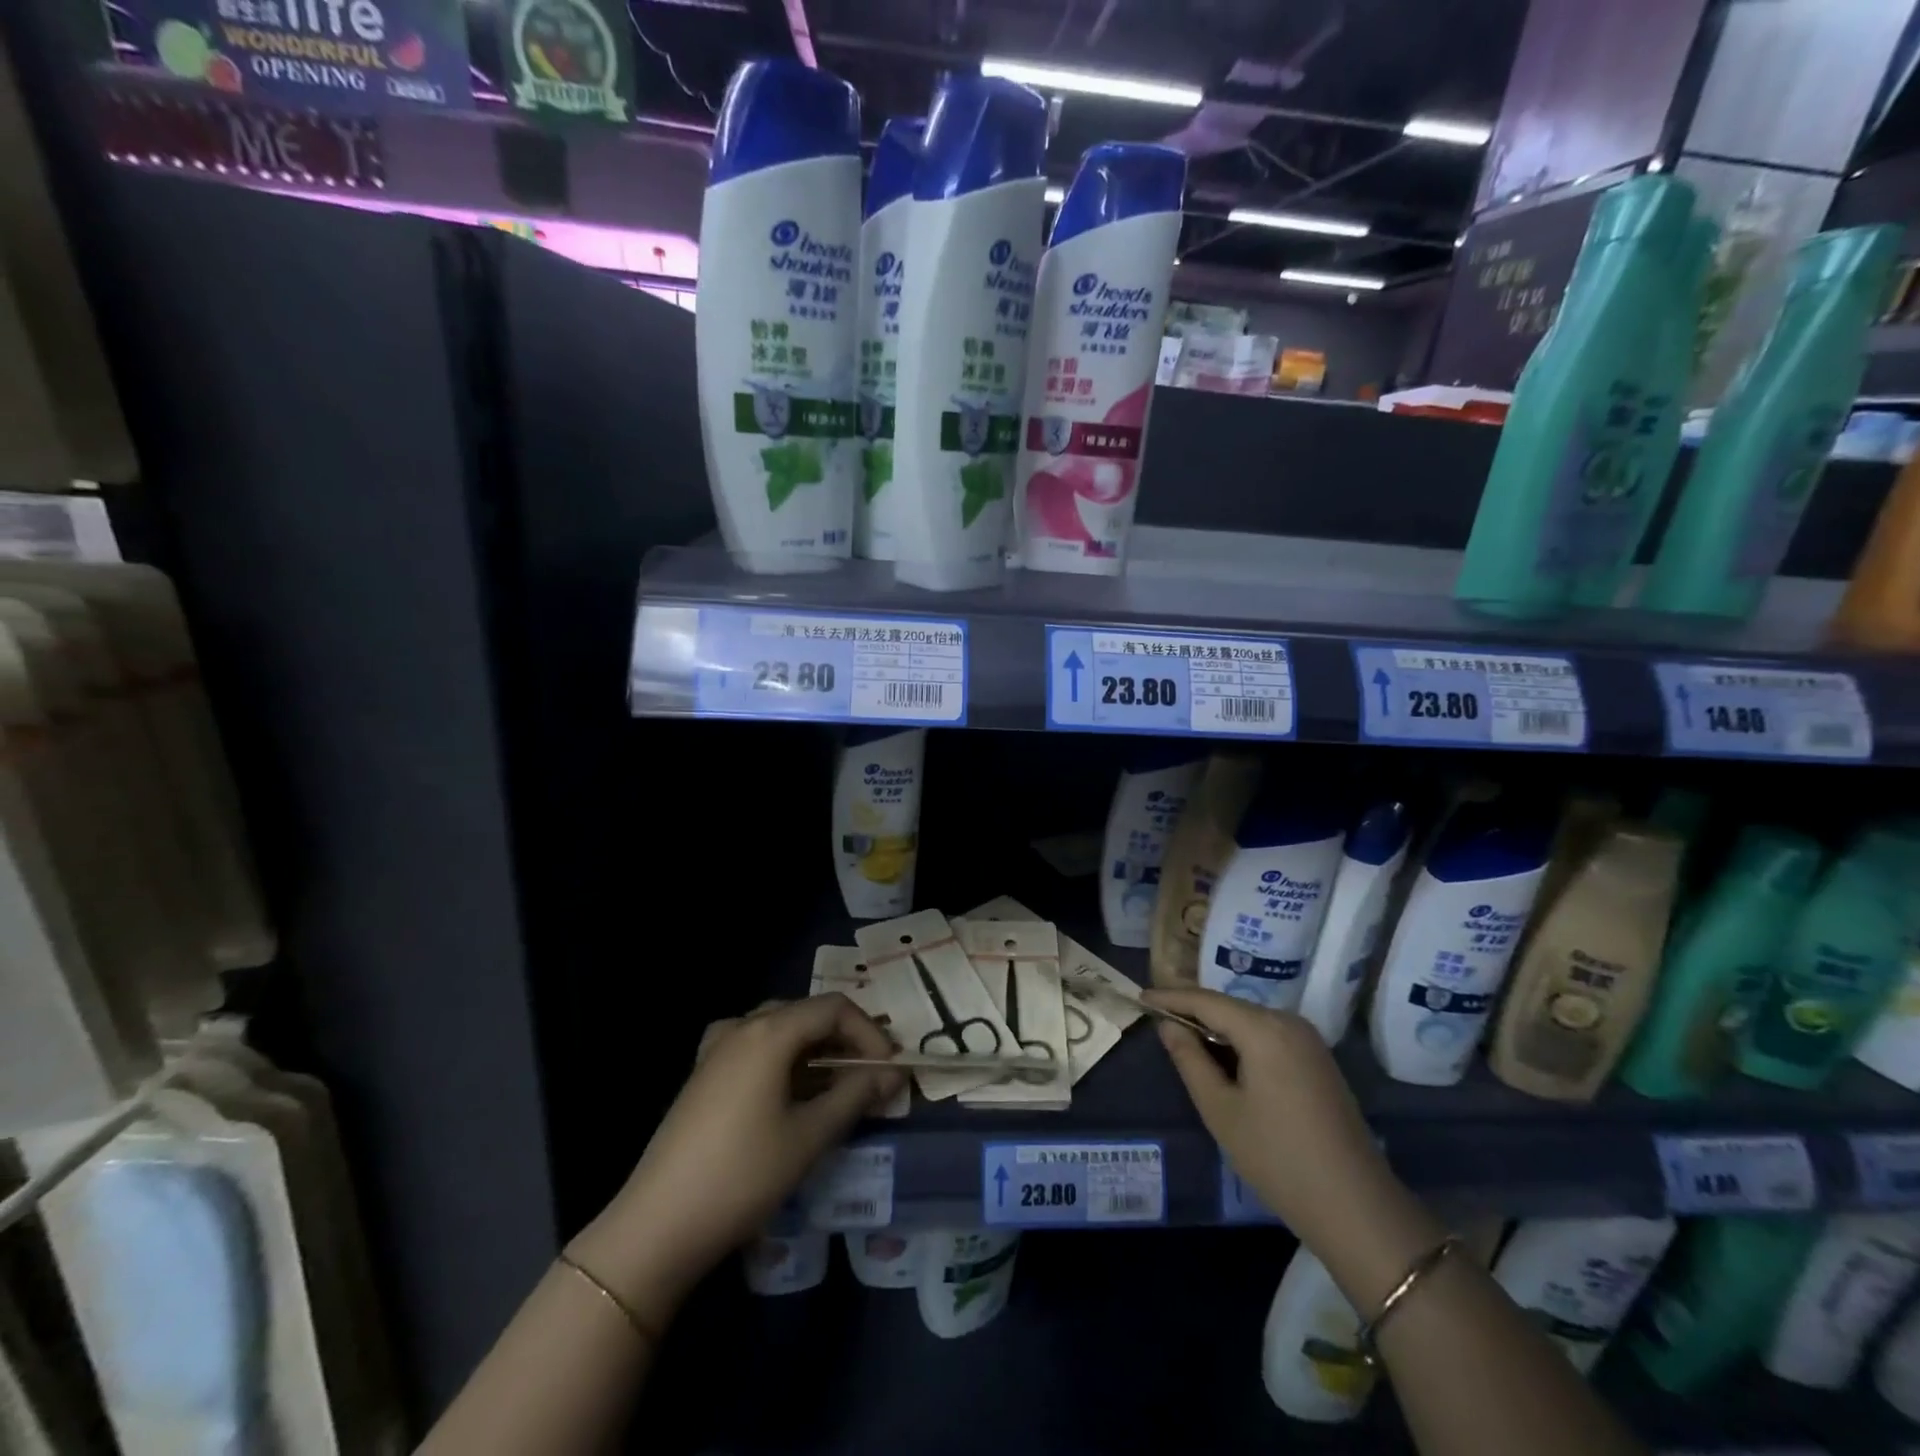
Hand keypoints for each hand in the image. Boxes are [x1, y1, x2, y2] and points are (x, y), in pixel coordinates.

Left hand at [568, 994, 903, 1325]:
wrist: (658, 1225)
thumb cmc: (742, 1175)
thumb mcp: (809, 1136)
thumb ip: (855, 1096)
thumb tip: (891, 1075)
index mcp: (769, 1031)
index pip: (834, 1008)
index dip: (869, 1033)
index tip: (888, 1072)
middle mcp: (742, 1026)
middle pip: (807, 1013)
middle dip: (845, 1041)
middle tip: (869, 1079)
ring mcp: (717, 1048)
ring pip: (780, 1029)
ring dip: (815, 1051)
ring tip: (836, 1087)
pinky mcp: (703, 1074)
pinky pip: (754, 1047)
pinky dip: (783, 1058)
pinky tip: (786, 1090)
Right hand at [1143, 986, 1399, 1251]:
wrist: (1356, 1207)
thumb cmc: (1277, 1158)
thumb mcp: (1220, 1109)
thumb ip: (1190, 1060)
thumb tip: (1168, 1026)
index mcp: (1264, 1029)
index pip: (1206, 1001)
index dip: (1171, 998)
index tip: (1141, 996)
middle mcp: (1288, 1022)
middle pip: (1229, 1007)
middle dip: (1193, 1010)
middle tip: (1157, 1016)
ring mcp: (1308, 1041)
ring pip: (1249, 1021)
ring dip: (1216, 1027)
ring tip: (1181, 1036)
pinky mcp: (1317, 1061)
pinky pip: (1268, 1036)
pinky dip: (1240, 1041)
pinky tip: (1221, 1056)